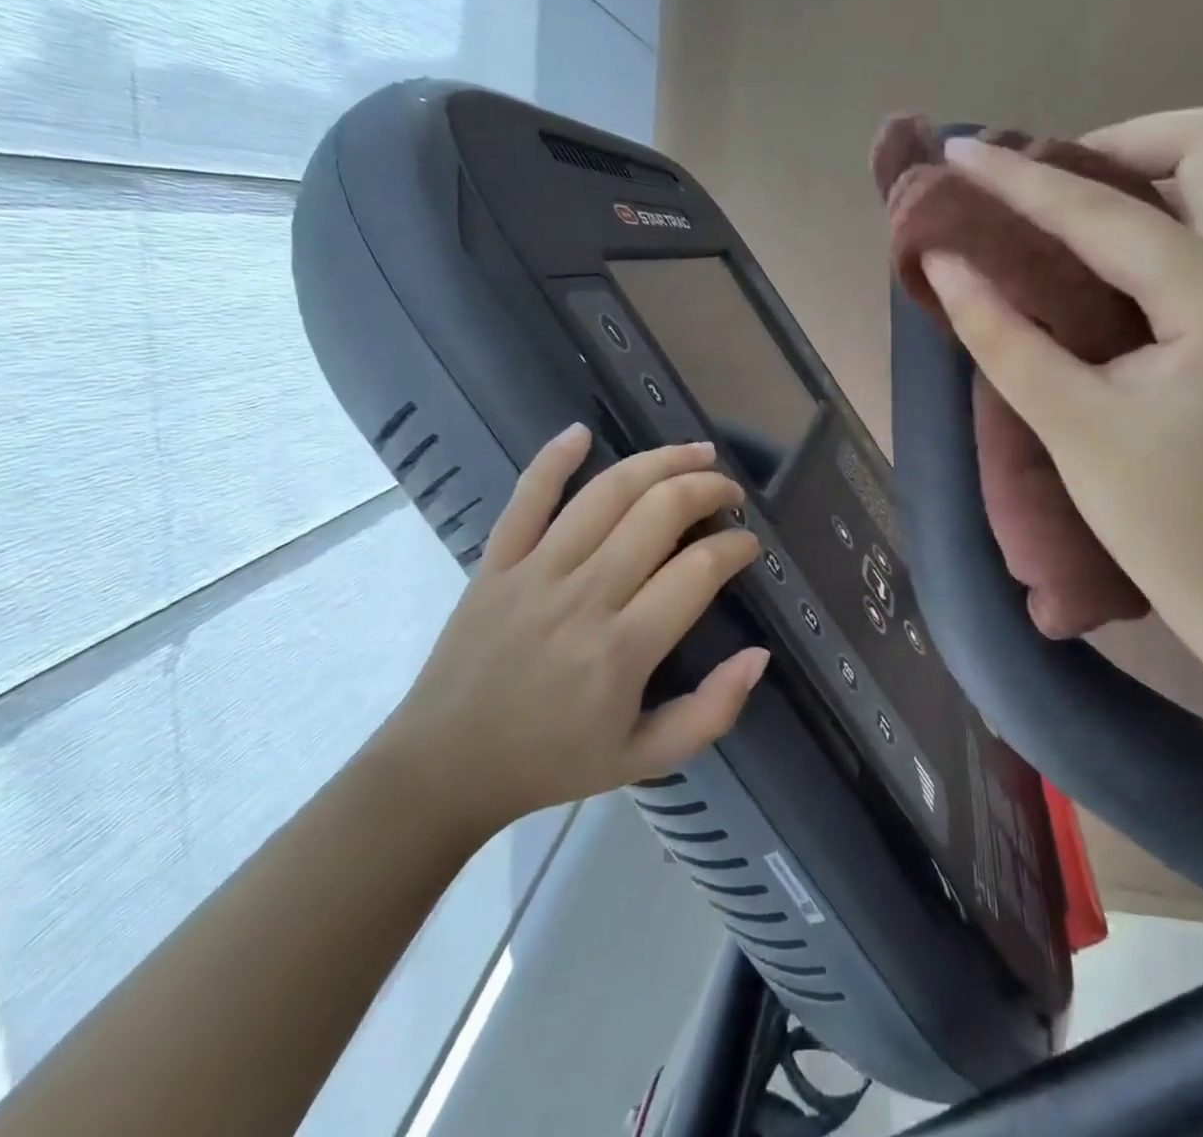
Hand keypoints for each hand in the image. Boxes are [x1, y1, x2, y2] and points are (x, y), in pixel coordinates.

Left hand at [375, 428, 767, 845]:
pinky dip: (553, 459)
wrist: (442, 770)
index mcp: (623, 649)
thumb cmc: (551, 763)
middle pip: (659, 513)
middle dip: (708, 489)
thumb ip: (711, 711)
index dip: (736, 546)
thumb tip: (760, 654)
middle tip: (730, 493)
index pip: (699, 570)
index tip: (749, 545)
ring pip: (607, 493)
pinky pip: (526, 497)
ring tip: (696, 452)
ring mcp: (535, 572)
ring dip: (659, 462)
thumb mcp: (645, 759)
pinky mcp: (496, 562)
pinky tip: (581, 432)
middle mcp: (584, 596)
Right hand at [920, 106, 1202, 628]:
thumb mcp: (1072, 426)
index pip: (1108, 216)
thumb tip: (945, 262)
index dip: (1023, 181)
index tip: (961, 154)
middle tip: (1044, 189)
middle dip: (1117, 143)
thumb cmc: (1166, 522)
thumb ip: (1001, 335)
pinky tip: (1098, 257)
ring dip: (1139, 174)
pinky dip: (1155, 215)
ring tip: (1060, 215)